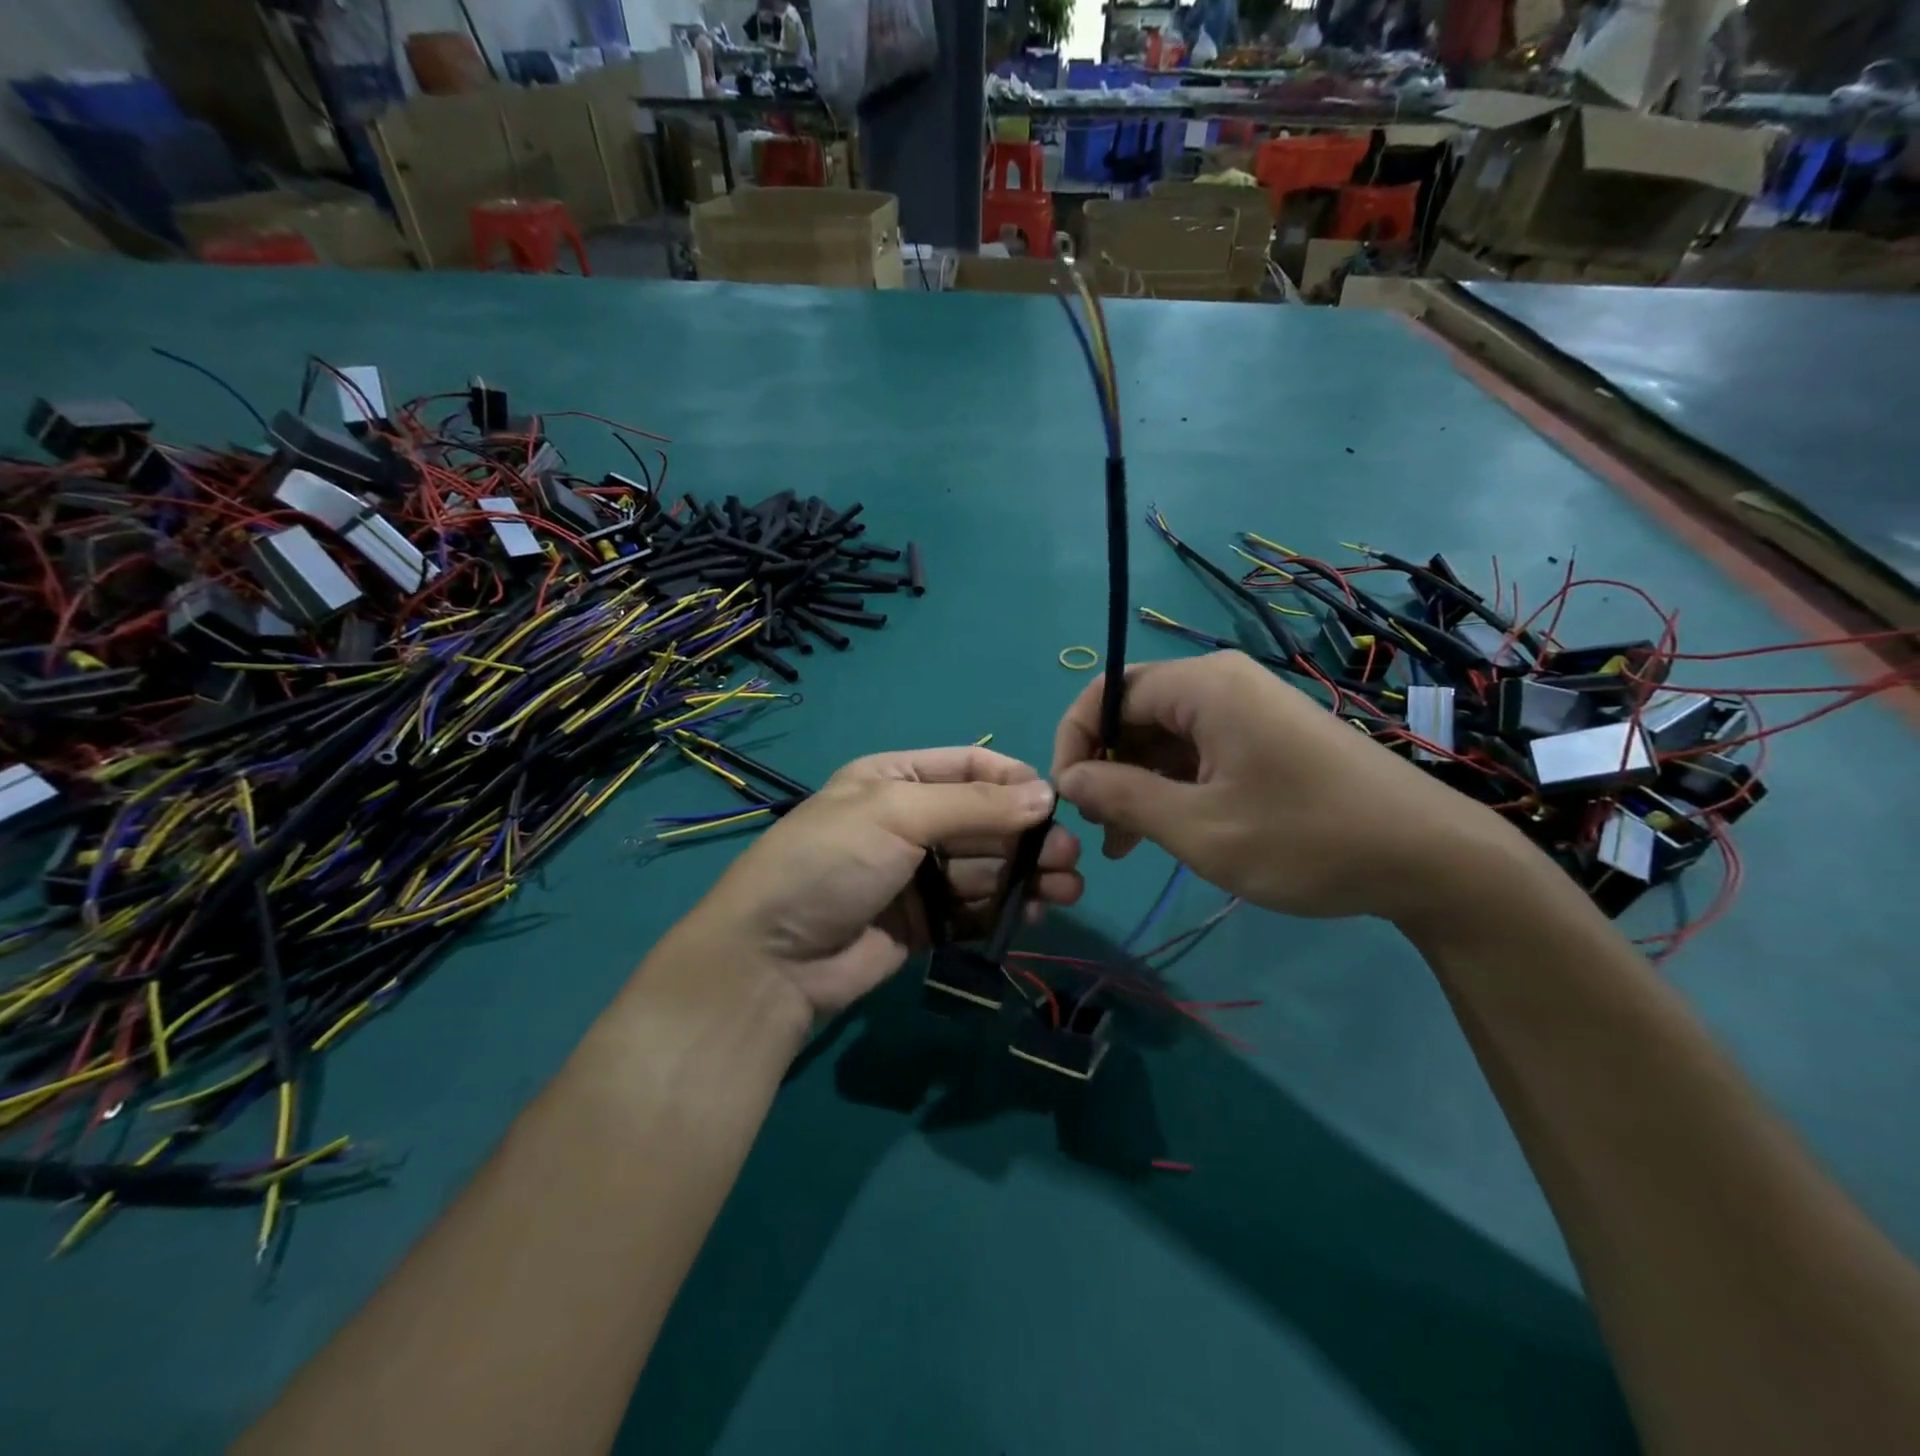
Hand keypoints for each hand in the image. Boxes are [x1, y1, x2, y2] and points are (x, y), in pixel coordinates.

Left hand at [674, 747, 1082, 1017]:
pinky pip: (976, 909)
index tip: (1055, 803)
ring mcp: (919, 876)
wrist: (772, 959)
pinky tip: (1034, 914)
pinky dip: (1006, 909)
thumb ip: (973, 805)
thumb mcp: (896, 814)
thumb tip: (1046, 794)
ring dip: (1027, 875)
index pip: (970, 767)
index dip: (1014, 781)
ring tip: (1064, 890)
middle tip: (1068, 859)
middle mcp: (911, 821)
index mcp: (897, 778)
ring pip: (988, 867)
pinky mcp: (926, 923)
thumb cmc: (830, 862)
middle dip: (1028, 836)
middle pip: (986, 821)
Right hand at [1051, 651, 1521, 925]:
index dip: (1074, 742)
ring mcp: (1247, 709)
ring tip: (1122, 844)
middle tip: (1097, 828)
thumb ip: (1123, 797)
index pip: (1106, 694)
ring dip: (1135, 783)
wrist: (1431, 860)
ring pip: (1163, 736)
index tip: (1068, 799)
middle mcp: (1222, 683)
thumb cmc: (1307, 839)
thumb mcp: (1200, 829)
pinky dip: (1172, 786)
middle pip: (1133, 711)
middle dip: (1105, 766)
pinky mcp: (1265, 736)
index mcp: (1203, 687)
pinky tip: (1164, 831)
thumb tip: (1068, 778)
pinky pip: (1197, 751)